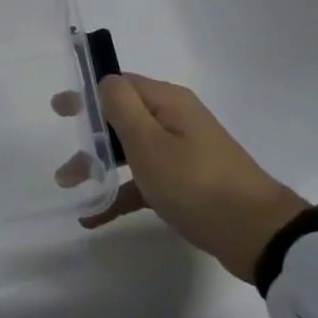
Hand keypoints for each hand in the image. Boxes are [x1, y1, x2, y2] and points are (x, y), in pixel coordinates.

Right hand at [75, 74, 307, 282]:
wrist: (259, 236)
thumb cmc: (197, 183)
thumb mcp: (150, 143)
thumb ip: (121, 107)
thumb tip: (105, 81)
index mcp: (167, 102)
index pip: (118, 86)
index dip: (86, 95)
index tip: (58, 110)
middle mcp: (174, 120)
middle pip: (121, 119)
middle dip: (89, 138)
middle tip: (62, 159)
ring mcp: (183, 152)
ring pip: (131, 152)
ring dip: (100, 168)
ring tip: (71, 189)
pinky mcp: (188, 183)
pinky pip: (146, 180)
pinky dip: (121, 192)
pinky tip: (95, 216)